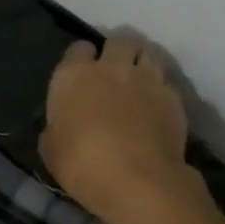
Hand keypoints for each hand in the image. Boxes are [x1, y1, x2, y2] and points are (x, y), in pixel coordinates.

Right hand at [40, 37, 204, 223]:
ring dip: (141, 62)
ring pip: (147, 52)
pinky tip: (157, 106)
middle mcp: (111, 67)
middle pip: (118, 41)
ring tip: (139, 81)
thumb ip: (56, 128)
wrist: (138, 181)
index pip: (78, 48)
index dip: (81, 59)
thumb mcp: (51, 150)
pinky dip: (160, 88)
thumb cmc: (82, 166)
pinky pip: (166, 81)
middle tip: (114, 72)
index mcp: (73, 76)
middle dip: (116, 51)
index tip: (82, 74)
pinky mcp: (173, 96)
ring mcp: (146, 79)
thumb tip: (61, 126)